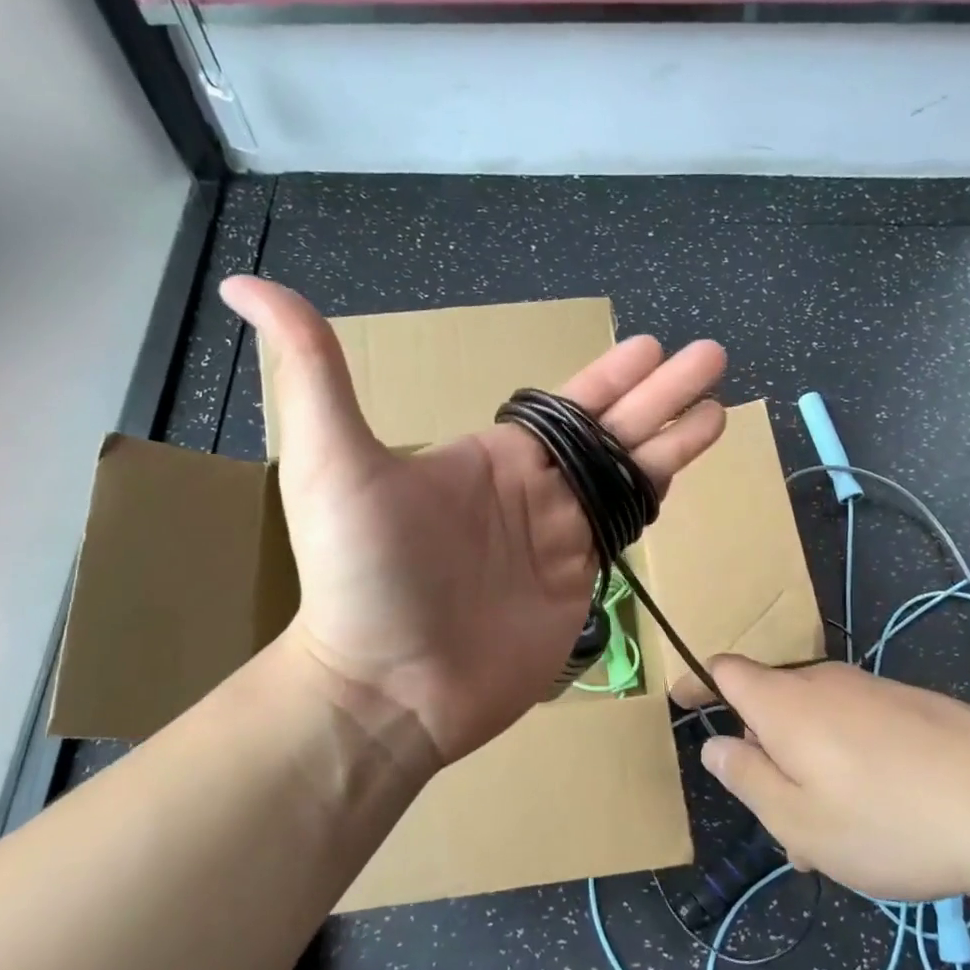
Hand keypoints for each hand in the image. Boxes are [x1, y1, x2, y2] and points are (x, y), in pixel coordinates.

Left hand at [221, 277, 726, 767]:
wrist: (388, 686)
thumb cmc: (362, 574)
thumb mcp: (331, 461)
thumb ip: (311, 369)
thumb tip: (249, 283)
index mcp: (490, 457)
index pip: (565, 406)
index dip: (609, 377)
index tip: (650, 346)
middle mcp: (532, 490)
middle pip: (612, 431)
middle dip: (662, 394)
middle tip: (712, 357)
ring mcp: (558, 539)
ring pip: (629, 476)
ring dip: (674, 440)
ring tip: (721, 407)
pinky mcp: (578, 584)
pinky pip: (625, 528)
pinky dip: (656, 497)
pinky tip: (687, 472)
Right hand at [697, 657, 969, 905]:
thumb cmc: (890, 820)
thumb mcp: (798, 820)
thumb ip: (747, 778)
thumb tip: (717, 746)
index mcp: (785, 703)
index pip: (725, 671)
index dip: (698, 683)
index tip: (680, 700)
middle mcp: (825, 684)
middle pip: (773, 705)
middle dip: (764, 754)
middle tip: (781, 823)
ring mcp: (874, 692)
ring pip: (818, 725)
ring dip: (809, 770)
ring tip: (836, 839)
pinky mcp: (915, 708)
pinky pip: (858, 730)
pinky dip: (848, 765)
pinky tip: (884, 819)